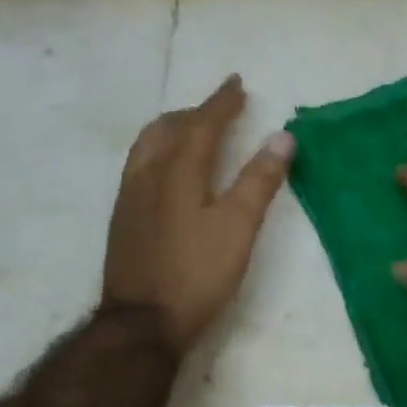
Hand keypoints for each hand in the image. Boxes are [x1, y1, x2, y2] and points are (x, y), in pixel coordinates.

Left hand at [102, 75, 292, 353]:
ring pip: (148, 146)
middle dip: (195, 112)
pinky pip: (139, 166)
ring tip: (191, 130)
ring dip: (172, 129)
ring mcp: (130, 198)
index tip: (236, 83)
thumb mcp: (239, 228)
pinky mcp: (123, 219)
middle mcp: (148, 176)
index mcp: (178, 173)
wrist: (142, 323)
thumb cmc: (198, 274)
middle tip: (218, 108)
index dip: (221, 103)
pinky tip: (168, 172)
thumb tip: (283, 136)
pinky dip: (159, 151)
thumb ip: (259, 181)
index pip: (201, 125)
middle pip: (168, 129)